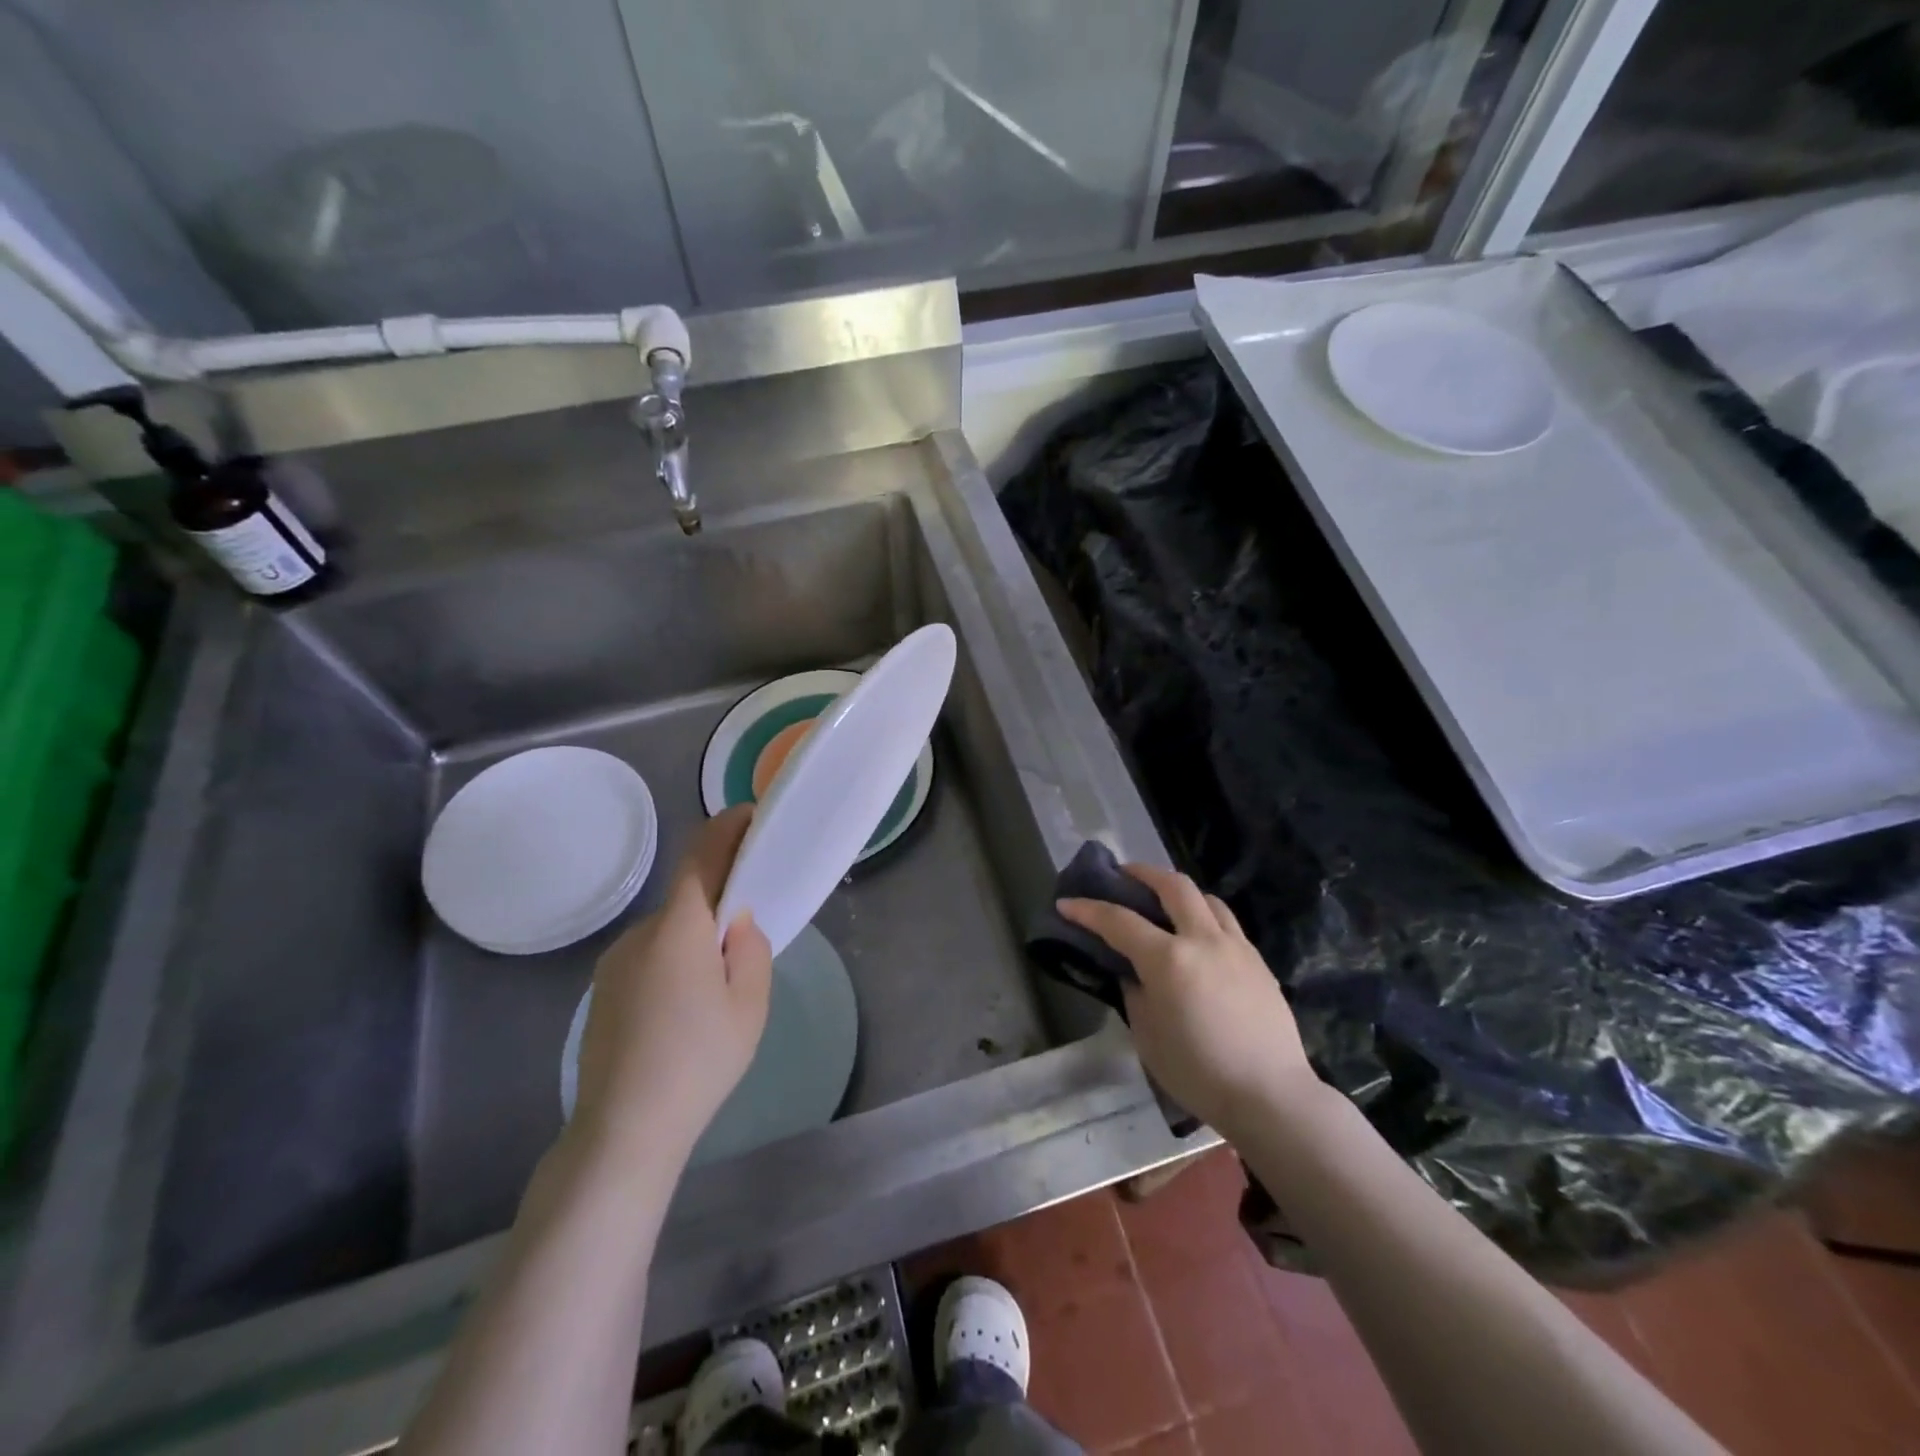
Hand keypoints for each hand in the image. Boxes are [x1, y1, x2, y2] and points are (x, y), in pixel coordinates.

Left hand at [571, 806, 773, 1166]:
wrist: (624, 1129)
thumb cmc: (699, 1061)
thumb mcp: (749, 1005)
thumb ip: (751, 949)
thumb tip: (737, 923)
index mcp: (678, 929)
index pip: (701, 857)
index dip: (725, 829)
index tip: (749, 816)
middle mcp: (639, 934)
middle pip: (686, 898)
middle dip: (718, 902)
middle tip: (748, 935)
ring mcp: (614, 963)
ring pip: (667, 931)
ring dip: (694, 938)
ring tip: (715, 989)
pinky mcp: (602, 990)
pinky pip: (648, 957)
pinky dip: (672, 962)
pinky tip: (681, 1011)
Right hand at [1058, 864, 1317, 1134]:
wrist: (1270, 1096)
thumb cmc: (1198, 1072)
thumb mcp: (1147, 1036)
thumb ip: (1134, 994)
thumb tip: (1133, 973)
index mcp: (1168, 959)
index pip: (1119, 921)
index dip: (1088, 910)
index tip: (1066, 903)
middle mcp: (1203, 940)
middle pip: (1173, 886)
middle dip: (1142, 873)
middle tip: (1123, 875)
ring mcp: (1236, 947)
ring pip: (1206, 898)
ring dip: (1179, 891)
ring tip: (1165, 901)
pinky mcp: (1258, 962)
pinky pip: (1227, 923)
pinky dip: (1205, 916)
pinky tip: (1198, 938)